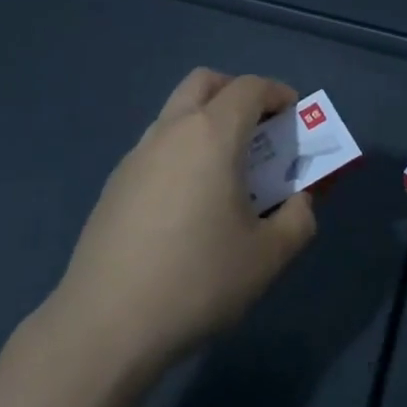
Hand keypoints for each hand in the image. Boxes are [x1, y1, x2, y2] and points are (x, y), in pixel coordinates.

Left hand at [44, 69, 317, 380]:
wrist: (106, 323)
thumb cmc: (197, 280)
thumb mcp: (267, 257)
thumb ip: (298, 220)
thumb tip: (300, 202)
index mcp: (212, 134)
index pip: (249, 88)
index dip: (277, 93)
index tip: (294, 117)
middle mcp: (171, 130)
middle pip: (205, 82)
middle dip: (236, 93)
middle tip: (258, 129)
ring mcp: (136, 154)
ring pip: (176, 112)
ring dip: (206, 122)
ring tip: (225, 171)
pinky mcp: (115, 183)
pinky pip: (157, 146)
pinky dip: (181, 151)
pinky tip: (187, 203)